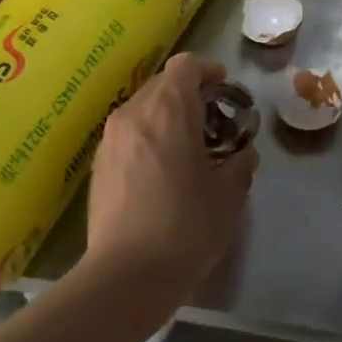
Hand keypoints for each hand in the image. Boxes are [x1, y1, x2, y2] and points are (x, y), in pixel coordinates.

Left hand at [83, 52, 258, 308]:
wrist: (126, 276)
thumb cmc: (187, 227)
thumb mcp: (229, 195)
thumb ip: (241, 163)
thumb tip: (243, 153)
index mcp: (168, 110)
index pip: (187, 65)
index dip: (209, 71)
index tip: (226, 91)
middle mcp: (133, 113)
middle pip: (163, 84)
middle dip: (191, 96)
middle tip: (214, 124)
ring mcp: (110, 139)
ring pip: (144, 109)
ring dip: (168, 117)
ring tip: (189, 150)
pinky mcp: (98, 164)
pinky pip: (129, 133)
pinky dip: (149, 137)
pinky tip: (163, 171)